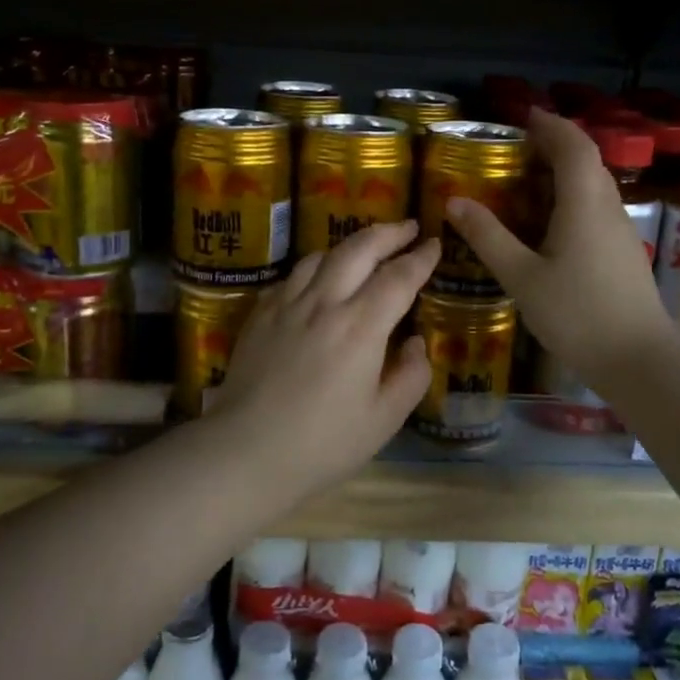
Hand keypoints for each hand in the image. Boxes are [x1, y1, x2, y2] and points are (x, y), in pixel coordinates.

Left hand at [207, 220, 438, 485]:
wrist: (245, 451)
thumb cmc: (322, 443)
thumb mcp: (383, 420)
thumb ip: (410, 376)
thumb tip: (414, 343)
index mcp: (360, 327)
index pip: (398, 278)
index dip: (420, 258)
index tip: (434, 244)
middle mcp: (324, 303)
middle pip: (359, 249)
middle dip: (388, 233)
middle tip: (407, 228)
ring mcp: (287, 304)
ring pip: (322, 256)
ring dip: (350, 246)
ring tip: (366, 249)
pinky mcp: (260, 314)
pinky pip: (293, 276)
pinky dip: (315, 268)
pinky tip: (319, 280)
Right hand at [446, 107, 674, 393]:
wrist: (639, 359)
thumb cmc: (577, 314)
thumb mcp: (522, 276)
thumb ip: (488, 237)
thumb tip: (454, 201)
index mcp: (584, 203)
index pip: (572, 145)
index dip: (550, 124)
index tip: (524, 114)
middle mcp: (607, 207)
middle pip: (587, 160)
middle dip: (556, 143)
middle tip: (517, 146)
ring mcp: (620, 230)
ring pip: (594, 184)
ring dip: (565, 170)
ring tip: (527, 178)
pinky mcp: (622, 251)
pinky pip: (596, 206)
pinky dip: (572, 196)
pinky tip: (549, 221)